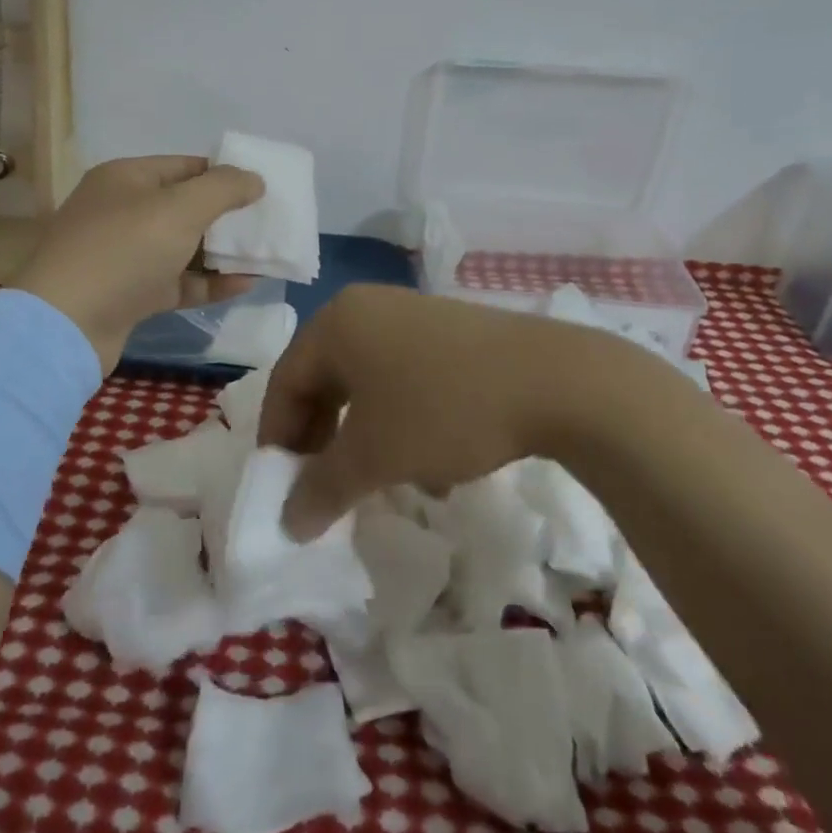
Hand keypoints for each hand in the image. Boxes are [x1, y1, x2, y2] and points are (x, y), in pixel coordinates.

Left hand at [11, 156, 266, 375]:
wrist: (66, 325)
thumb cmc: (124, 251)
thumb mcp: (180, 208)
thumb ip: (223, 188)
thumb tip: (254, 178)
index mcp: (126, 178)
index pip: (185, 166)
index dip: (224, 175)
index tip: (262, 189)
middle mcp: (122, 211)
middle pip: (184, 207)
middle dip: (227, 216)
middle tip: (268, 224)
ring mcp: (124, 255)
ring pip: (183, 247)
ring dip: (222, 252)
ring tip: (265, 255)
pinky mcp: (129, 294)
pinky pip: (178, 281)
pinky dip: (209, 283)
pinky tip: (245, 284)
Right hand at [259, 284, 649, 538]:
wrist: (554, 380)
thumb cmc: (443, 409)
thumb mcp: (374, 456)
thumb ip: (322, 489)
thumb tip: (287, 523)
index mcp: (336, 323)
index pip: (285, 380)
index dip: (277, 437)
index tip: (281, 487)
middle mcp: (366, 309)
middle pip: (323, 378)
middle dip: (319, 438)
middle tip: (322, 485)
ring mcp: (411, 315)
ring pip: (366, 381)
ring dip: (360, 435)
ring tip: (373, 481)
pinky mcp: (449, 332)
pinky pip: (403, 376)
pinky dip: (398, 419)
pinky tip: (426, 465)